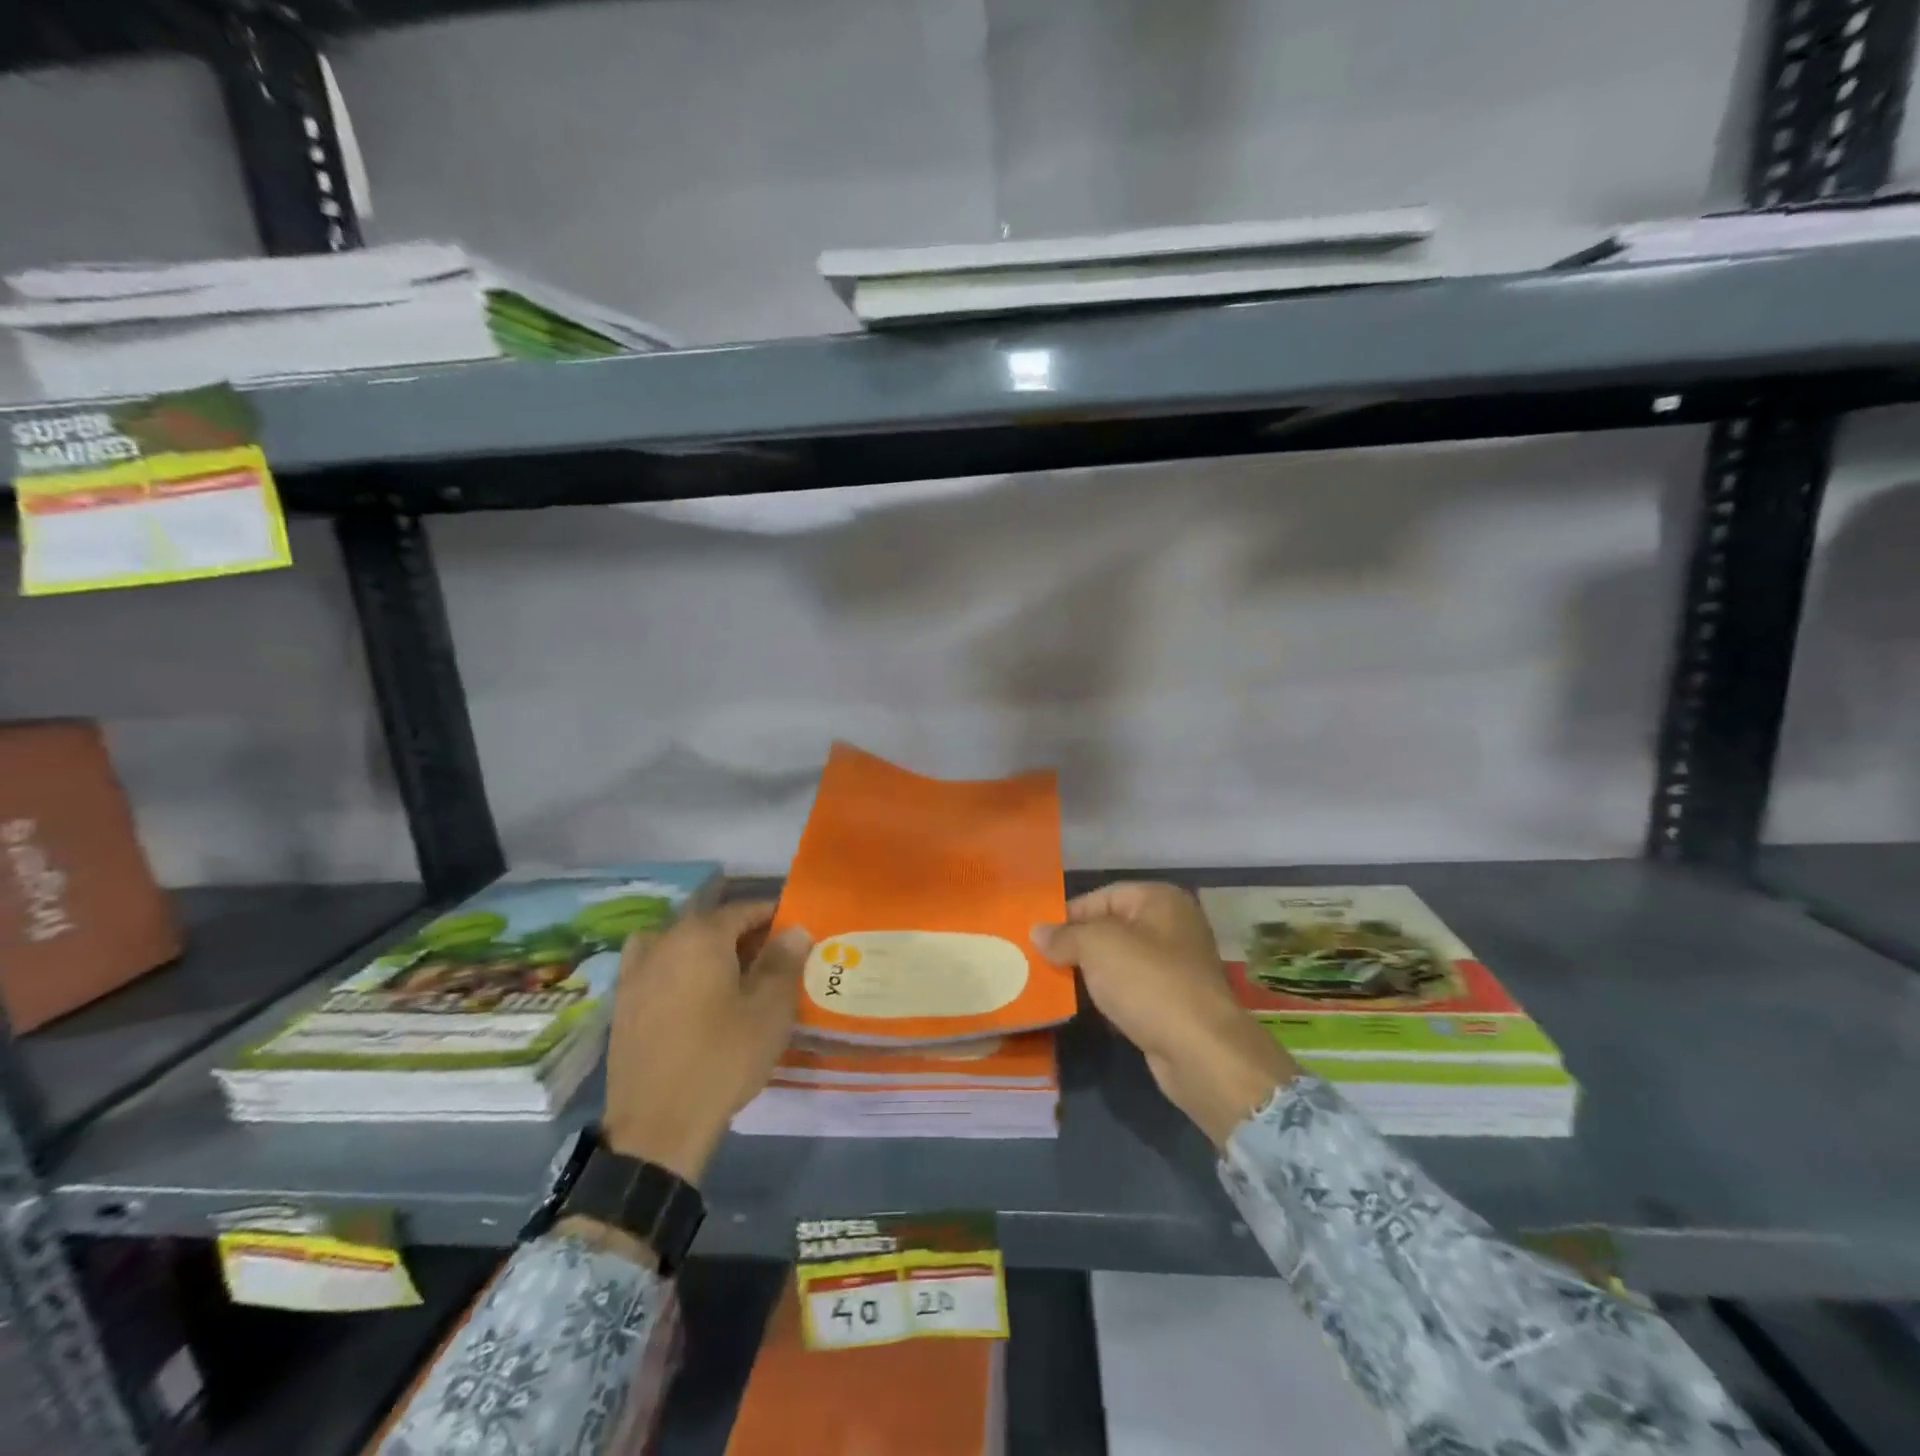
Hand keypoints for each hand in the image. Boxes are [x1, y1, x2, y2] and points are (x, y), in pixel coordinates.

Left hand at [601, 901, 811, 1183]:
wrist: (657, 1128)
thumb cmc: (722, 1059)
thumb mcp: (769, 1010)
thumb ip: (783, 962)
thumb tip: (794, 929)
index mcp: (701, 935)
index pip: (744, 909)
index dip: (774, 916)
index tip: (797, 931)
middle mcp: (663, 941)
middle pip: (710, 923)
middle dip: (743, 933)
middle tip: (773, 958)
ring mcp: (637, 972)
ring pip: (680, 942)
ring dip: (708, 949)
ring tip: (732, 974)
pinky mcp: (623, 1003)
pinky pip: (657, 967)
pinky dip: (678, 968)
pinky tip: (693, 994)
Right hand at [1032, 882, 1296, 1147]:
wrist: (1200, 1051)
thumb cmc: (1148, 982)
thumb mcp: (1097, 947)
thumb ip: (1065, 935)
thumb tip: (1038, 932)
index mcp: (1160, 899)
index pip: (1102, 896)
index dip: (1069, 915)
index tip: (1040, 939)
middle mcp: (1173, 925)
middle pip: (1112, 928)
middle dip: (1078, 945)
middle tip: (1043, 962)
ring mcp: (1178, 965)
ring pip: (1121, 961)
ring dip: (1092, 973)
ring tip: (1057, 985)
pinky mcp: (1176, 1001)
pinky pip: (1133, 990)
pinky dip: (1111, 997)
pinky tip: (1090, 1010)